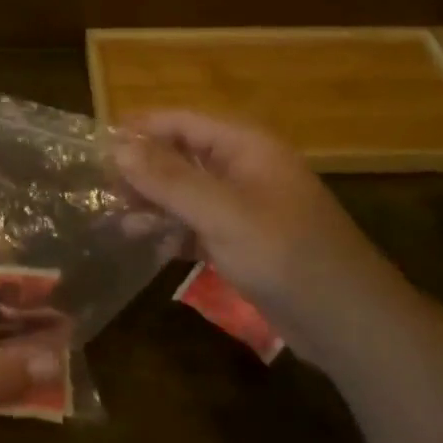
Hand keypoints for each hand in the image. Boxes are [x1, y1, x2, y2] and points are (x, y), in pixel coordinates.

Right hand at [114, 111, 399, 326]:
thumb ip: (169, 179)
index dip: (140, 129)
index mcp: (245, 146)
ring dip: (153, 201)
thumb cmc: (285, 254)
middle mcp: (243, 167)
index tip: (96, 145)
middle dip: (142, 169)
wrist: (347, 320)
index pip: (182, 121)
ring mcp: (243, 205)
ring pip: (186, 191)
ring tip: (115, 219)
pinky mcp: (242, 240)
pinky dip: (172, 229)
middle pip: (181, 154)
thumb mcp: (222, 212)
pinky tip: (145, 243)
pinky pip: (197, 223)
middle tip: (101, 189)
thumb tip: (117, 147)